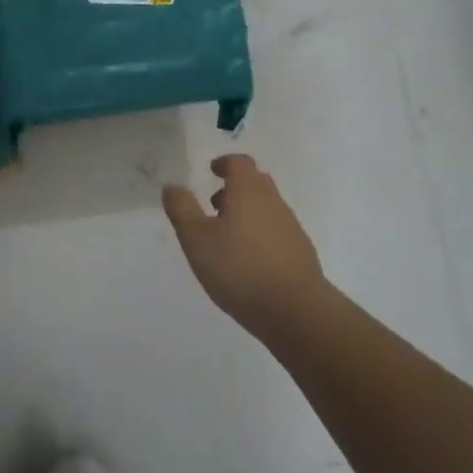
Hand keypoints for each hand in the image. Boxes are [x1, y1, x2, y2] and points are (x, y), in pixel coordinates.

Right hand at [163, 155, 322, 337]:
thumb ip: (182, 209)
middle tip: (214, 205)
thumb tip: (172, 186)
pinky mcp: (300, 252)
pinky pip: (276, 230)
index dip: (224, 163)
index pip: (239, 163)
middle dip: (234, 188)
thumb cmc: (238, 268)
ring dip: (246, 212)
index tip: (211, 172)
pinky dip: (259, 233)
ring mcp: (291, 227)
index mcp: (248, 192)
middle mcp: (274, 202)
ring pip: (267, 207)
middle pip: (256, 182)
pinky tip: (247, 260)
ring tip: (225, 238)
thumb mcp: (196, 239)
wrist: (295, 310)